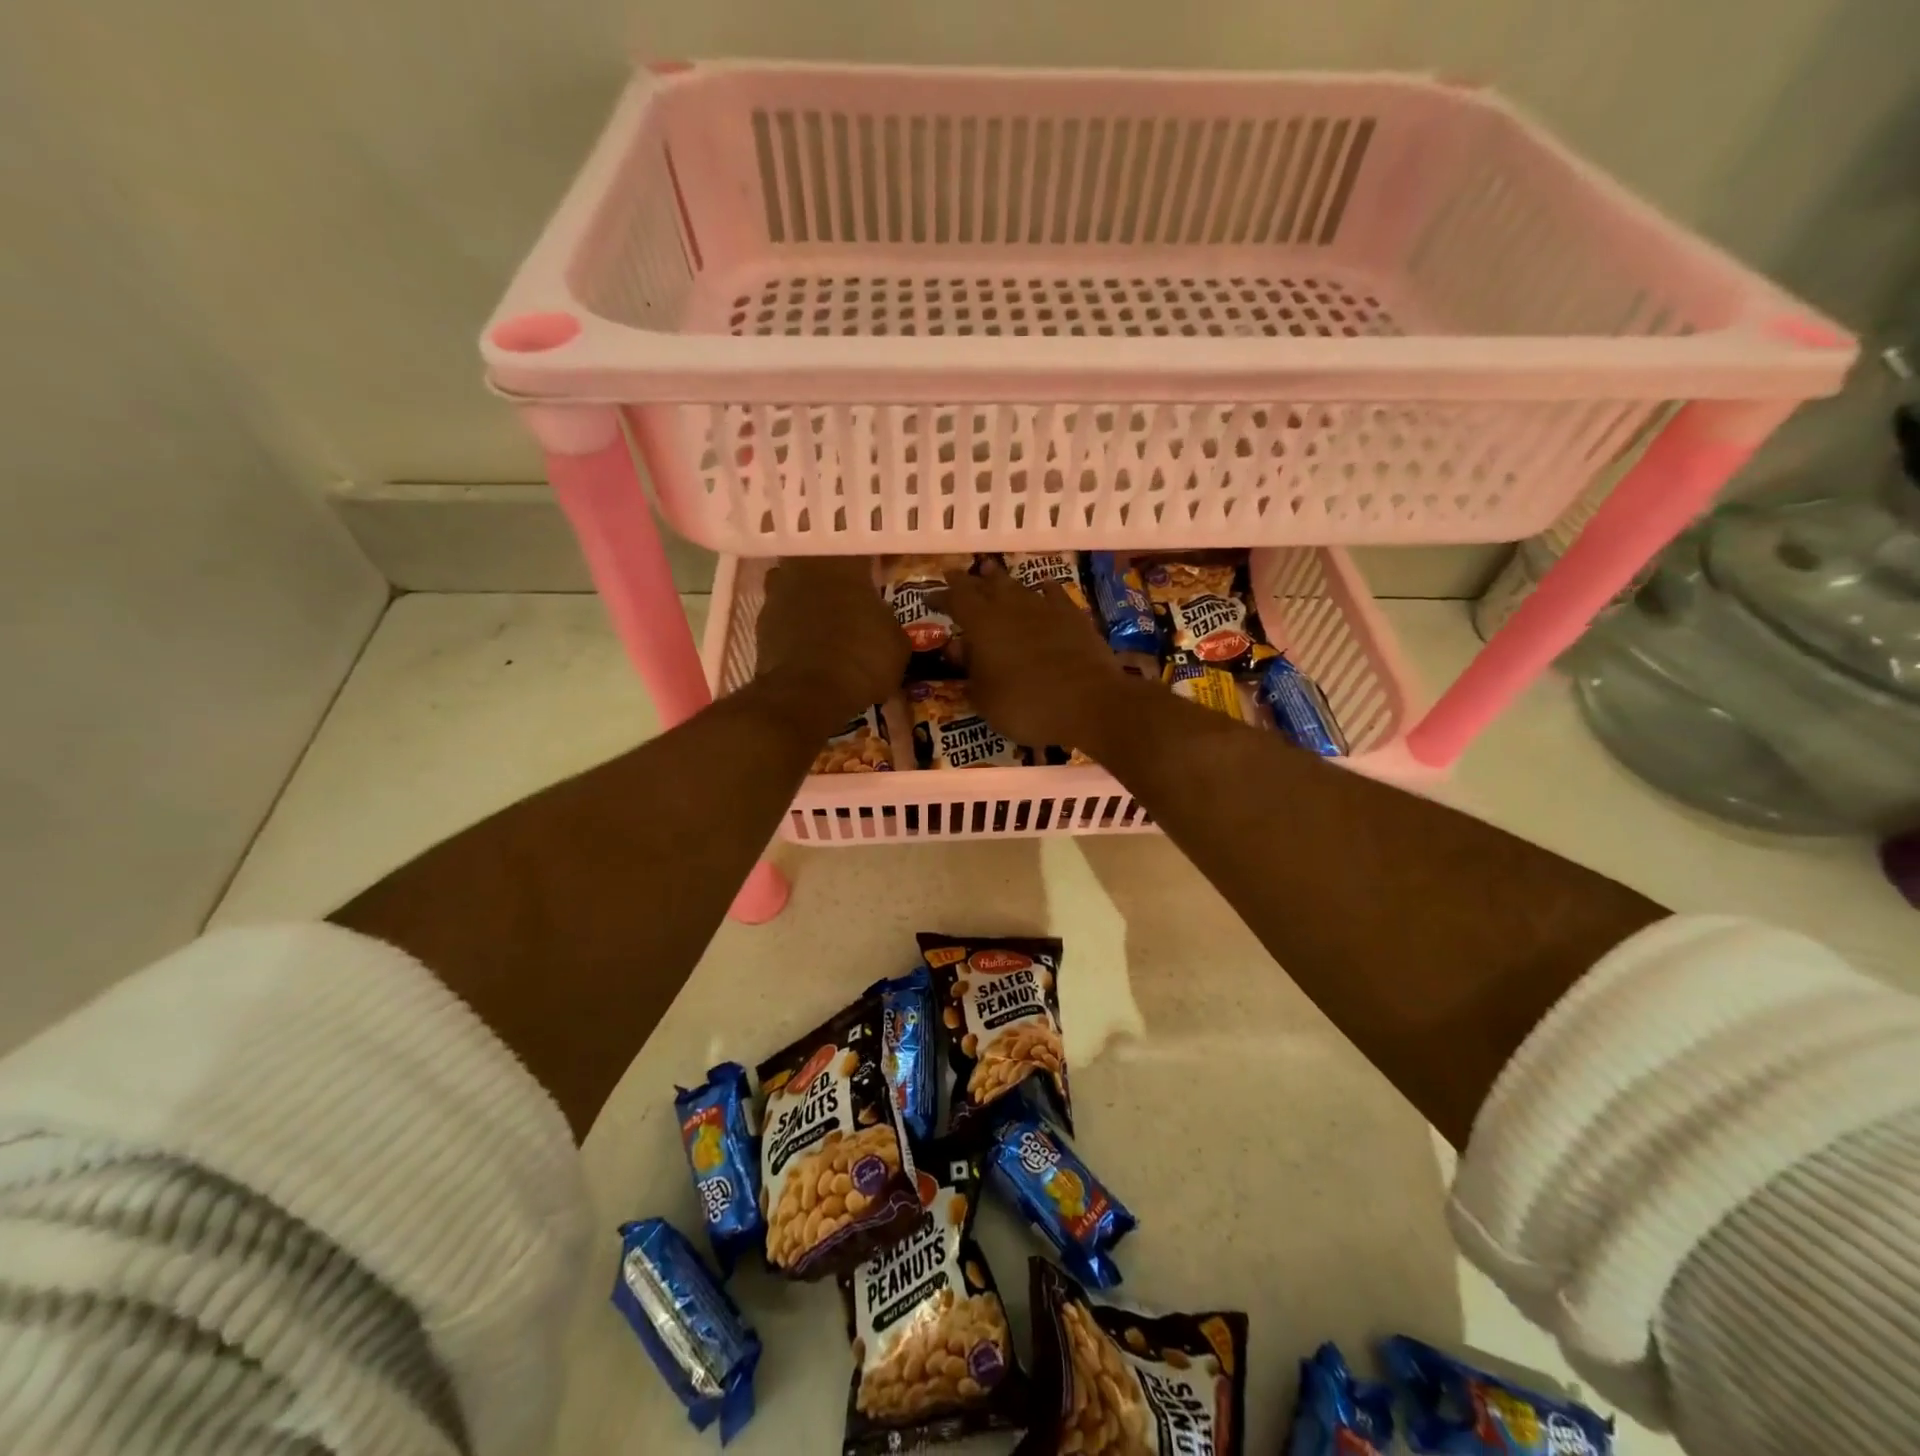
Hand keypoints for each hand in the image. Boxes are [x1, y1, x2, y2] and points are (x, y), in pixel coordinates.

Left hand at [754, 556, 909, 733]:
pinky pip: (783, 614)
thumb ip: (887, 621)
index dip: (872, 559)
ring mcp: (777, 594)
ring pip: (795, 583)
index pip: (860, 547)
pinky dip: (795, 624)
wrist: (806, 694)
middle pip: (820, 560)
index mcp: (844, 564)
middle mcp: (806, 568)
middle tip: (852, 591)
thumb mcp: (896, 643)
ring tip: (828, 618)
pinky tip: (810, 642)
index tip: (883, 570)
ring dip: (810, 596)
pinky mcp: (760, 624)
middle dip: (834, 574)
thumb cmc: (861, 659)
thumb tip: (881, 621)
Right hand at [943, 564, 1132, 750]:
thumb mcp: (985, 699)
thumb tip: (960, 650)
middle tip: (955, 576)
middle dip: (968, 581)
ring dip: (1001, 580)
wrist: (1091, 703)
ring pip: (1017, 586)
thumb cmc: (1028, 706)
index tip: (928, 596)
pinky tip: (1042, 587)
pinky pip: (1053, 594)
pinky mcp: (1073, 616)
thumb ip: (970, 672)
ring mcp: (1045, 608)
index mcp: (982, 625)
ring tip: (990, 571)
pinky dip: (1043, 590)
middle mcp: (1011, 607)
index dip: (940, 596)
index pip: (955, 600)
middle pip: (985, 586)